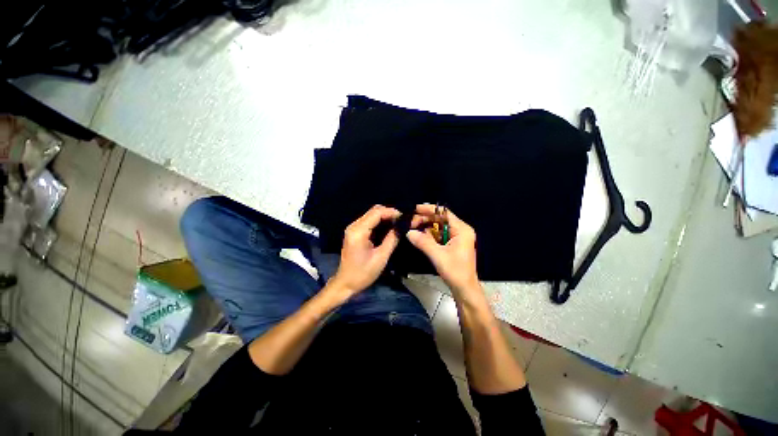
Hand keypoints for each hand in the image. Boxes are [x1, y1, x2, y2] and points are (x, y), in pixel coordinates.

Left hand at [329, 205, 400, 298]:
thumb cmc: (363, 273)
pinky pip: (369, 222)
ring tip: (398, 224)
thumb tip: (403, 226)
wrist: (345, 284)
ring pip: (372, 215)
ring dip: (385, 217)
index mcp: (358, 231)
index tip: (405, 217)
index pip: (377, 212)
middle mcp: (354, 226)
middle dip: (389, 213)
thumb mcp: (381, 257)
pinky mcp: (355, 232)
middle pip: (374, 211)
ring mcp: (353, 228)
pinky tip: (389, 229)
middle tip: (403, 221)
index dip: (392, 212)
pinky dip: (380, 222)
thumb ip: (392, 239)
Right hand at [406, 204, 480, 294]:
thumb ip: (423, 242)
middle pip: (440, 219)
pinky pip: (439, 235)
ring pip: (439, 226)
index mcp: (462, 230)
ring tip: (412, 228)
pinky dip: (429, 235)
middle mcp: (460, 230)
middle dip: (425, 219)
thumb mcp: (438, 255)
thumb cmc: (455, 271)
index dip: (429, 209)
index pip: (444, 213)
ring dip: (426, 227)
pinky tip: (420, 236)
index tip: (415, 209)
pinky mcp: (452, 243)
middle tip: (410, 222)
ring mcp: (457, 237)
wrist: (464, 289)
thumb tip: (408, 232)